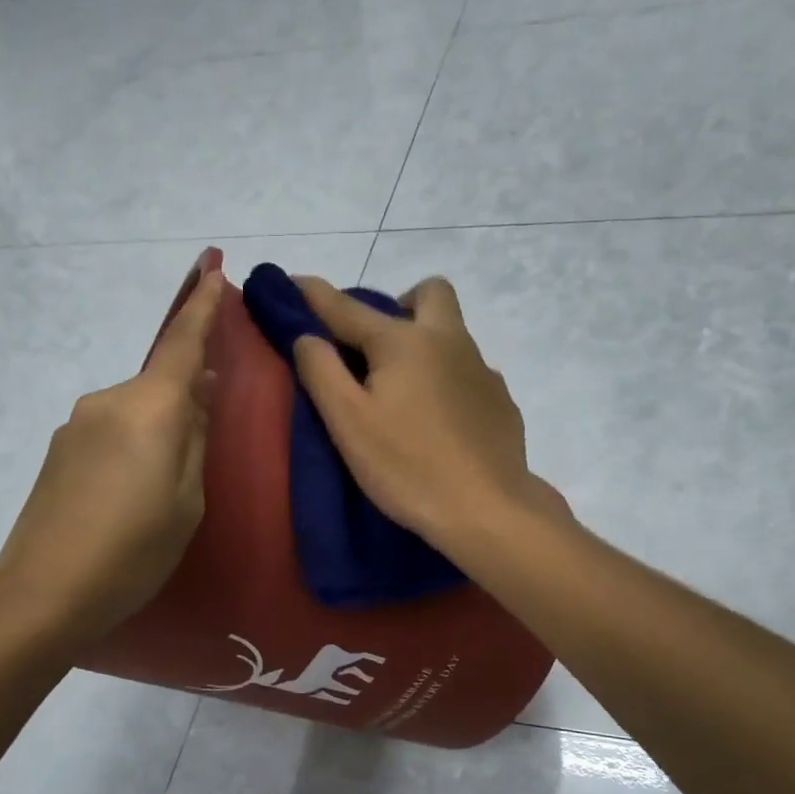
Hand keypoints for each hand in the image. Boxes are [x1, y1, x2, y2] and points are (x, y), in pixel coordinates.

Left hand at [0, 251, 223, 647]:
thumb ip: (195, 439)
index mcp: (151, 409)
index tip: (212, 263)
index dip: (201, 304)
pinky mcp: (59, 449)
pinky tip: (131, 493)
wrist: (43, 592)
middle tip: (203, 447)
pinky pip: (111, 431)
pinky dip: (132, 446)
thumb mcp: (187, 502)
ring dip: (156, 431)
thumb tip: (197, 393)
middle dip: (186, 400)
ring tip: (163, 488)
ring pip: (135, 412)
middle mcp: (109, 401)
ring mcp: (77, 424)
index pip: (182, 343)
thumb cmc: (134, 552)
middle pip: (160, 385)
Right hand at [292, 275, 547, 552]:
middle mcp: (450, 341)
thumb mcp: (348, 422)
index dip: (314, 295)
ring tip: (405, 396)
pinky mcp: (502, 403)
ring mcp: (483, 371)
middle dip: (399, 305)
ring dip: (425, 345)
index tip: (292, 283)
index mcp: (405, 342)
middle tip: (376, 349)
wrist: (487, 510)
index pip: (347, 308)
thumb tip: (307, 335)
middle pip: (429, 294)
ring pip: (453, 335)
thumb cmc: (407, 467)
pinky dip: (448, 383)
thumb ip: (321, 371)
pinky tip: (439, 424)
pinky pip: (469, 374)